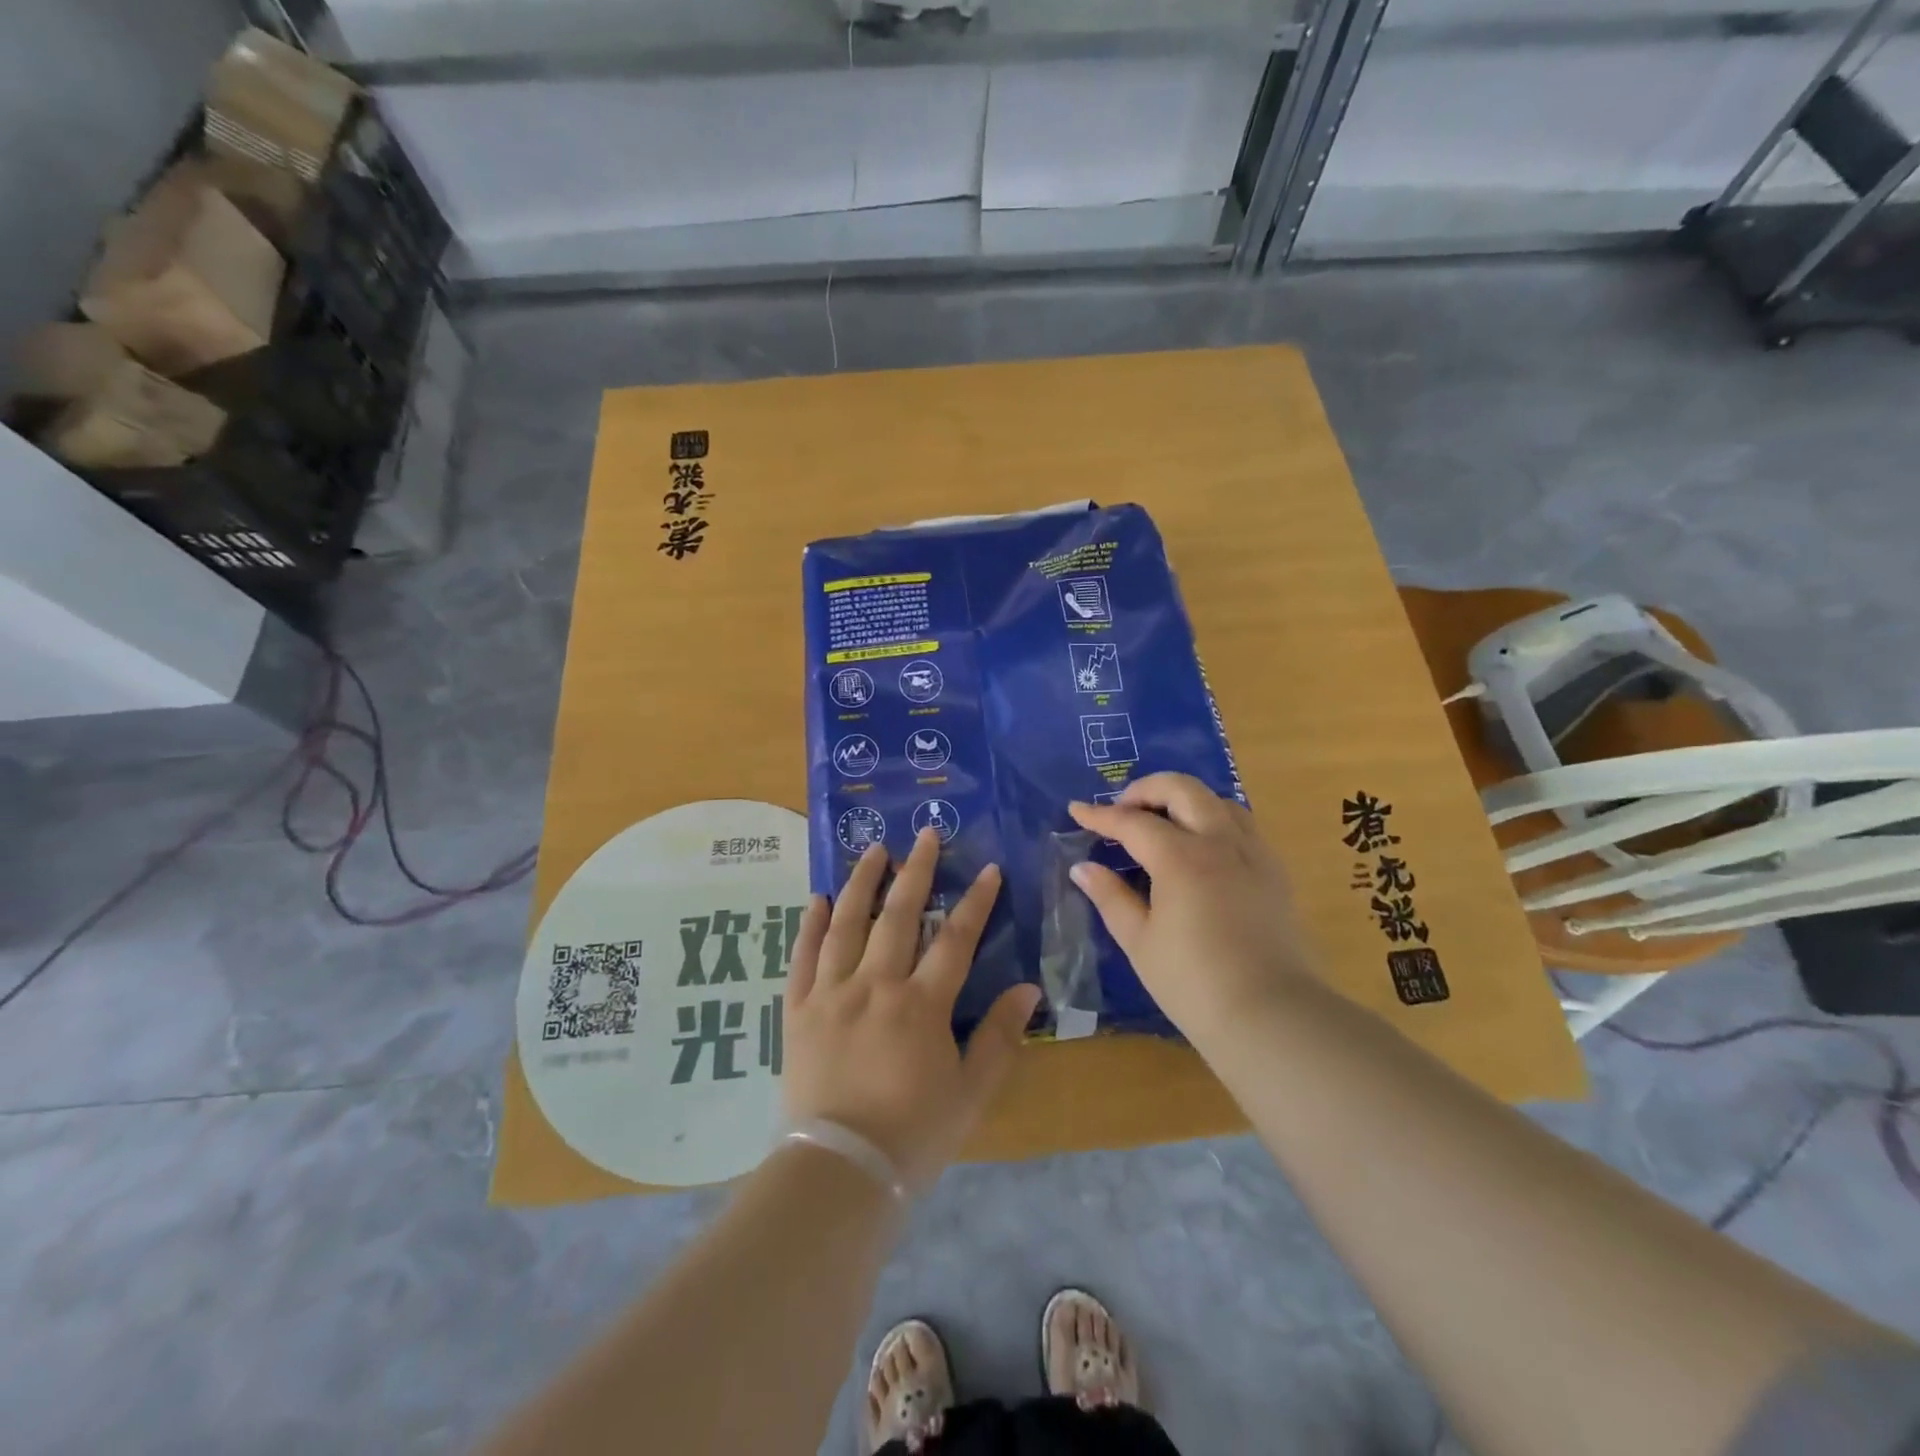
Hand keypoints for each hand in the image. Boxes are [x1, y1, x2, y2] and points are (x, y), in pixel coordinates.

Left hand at [784, 830, 1041, 1191]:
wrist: (838, 1173)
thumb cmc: (912, 1135)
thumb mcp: (970, 1092)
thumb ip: (999, 1037)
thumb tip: (1028, 989)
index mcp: (920, 1005)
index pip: (955, 939)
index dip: (975, 901)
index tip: (987, 869)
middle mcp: (875, 985)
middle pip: (898, 915)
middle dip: (916, 871)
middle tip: (925, 834)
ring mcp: (831, 994)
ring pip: (846, 924)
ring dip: (862, 882)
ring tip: (873, 849)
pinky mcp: (798, 1011)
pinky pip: (803, 957)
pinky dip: (809, 925)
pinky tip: (817, 899)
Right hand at [1067, 773, 1313, 1046]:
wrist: (1272, 1017)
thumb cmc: (1194, 983)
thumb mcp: (1140, 941)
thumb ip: (1110, 897)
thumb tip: (1083, 868)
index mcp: (1181, 858)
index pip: (1132, 822)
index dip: (1100, 815)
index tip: (1077, 810)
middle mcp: (1220, 842)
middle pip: (1182, 789)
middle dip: (1146, 789)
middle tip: (1122, 810)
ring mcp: (1254, 853)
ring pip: (1218, 800)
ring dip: (1184, 800)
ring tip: (1161, 822)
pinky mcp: (1275, 871)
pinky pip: (1242, 825)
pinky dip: (1213, 819)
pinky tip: (1201, 848)